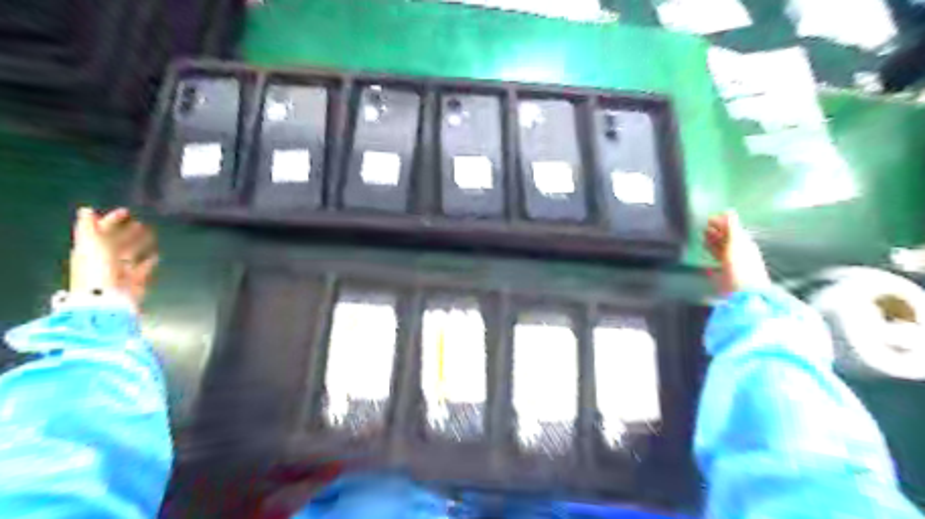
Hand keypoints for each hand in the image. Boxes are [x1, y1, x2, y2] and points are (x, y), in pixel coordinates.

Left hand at [70, 208, 157, 310]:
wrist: (107, 299)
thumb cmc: (98, 269)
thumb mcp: (91, 244)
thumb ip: (89, 228)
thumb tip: (86, 210)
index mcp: (91, 249)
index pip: (101, 230)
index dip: (111, 220)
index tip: (127, 211)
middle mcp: (104, 258)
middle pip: (116, 242)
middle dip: (127, 232)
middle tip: (141, 223)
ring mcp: (119, 270)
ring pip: (130, 253)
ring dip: (140, 244)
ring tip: (151, 235)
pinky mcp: (134, 280)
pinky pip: (142, 268)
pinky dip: (149, 261)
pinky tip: (156, 256)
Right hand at [705, 208, 771, 293]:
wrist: (745, 292)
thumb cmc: (741, 265)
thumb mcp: (736, 242)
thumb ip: (732, 227)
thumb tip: (729, 211)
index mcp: (743, 243)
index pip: (732, 230)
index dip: (721, 223)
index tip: (709, 218)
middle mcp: (739, 252)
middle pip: (726, 239)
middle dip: (716, 232)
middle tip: (704, 226)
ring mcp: (731, 264)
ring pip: (721, 250)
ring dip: (712, 243)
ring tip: (703, 237)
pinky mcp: (724, 275)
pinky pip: (716, 263)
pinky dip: (711, 258)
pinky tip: (704, 258)